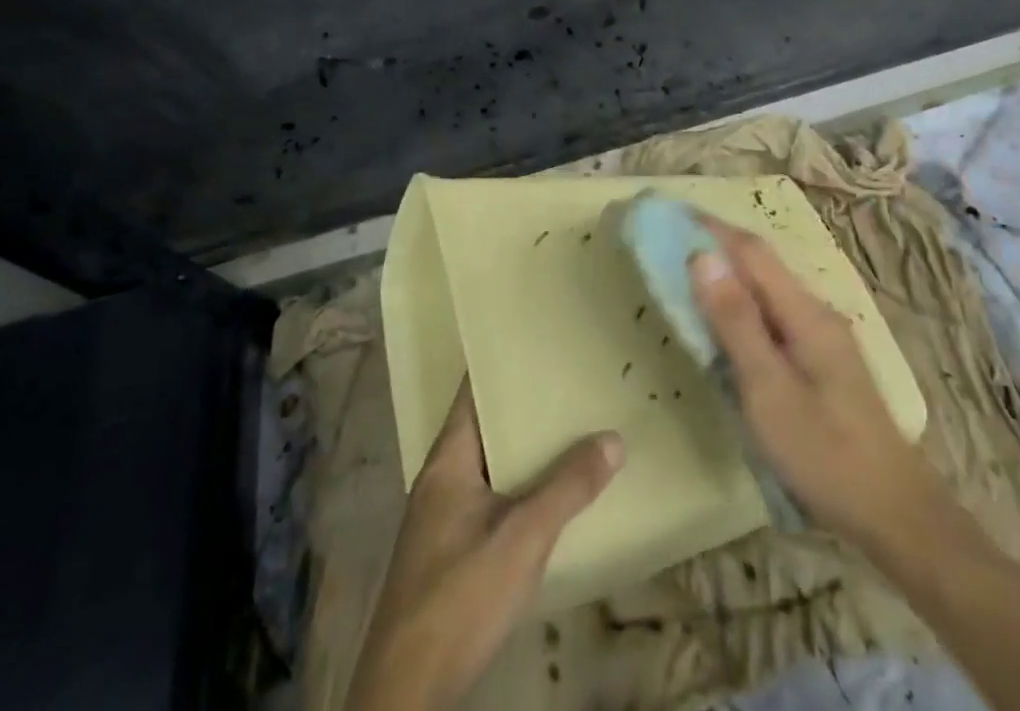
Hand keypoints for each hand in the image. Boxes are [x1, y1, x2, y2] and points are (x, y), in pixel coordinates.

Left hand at [345, 378, 623, 710]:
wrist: (406, 690)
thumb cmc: (460, 595)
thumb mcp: (522, 538)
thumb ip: (567, 487)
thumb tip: (613, 437)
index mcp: (447, 460)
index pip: (472, 391)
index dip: (502, 364)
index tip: (538, 343)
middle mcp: (439, 479)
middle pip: (483, 426)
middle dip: (522, 407)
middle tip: (568, 384)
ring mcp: (440, 518)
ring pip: (487, 465)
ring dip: (521, 450)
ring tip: (567, 430)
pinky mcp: (447, 553)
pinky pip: (487, 498)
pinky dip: (515, 485)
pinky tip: (545, 496)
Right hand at [690, 218, 944, 552]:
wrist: (895, 514)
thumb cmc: (825, 453)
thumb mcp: (769, 390)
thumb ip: (736, 322)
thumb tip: (702, 256)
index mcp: (805, 312)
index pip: (751, 251)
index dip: (710, 228)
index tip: (670, 214)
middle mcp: (816, 312)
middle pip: (760, 264)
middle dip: (716, 246)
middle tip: (669, 242)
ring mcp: (822, 336)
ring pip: (767, 289)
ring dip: (727, 275)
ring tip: (686, 273)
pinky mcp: (821, 359)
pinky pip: (773, 314)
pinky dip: (741, 304)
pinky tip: (724, 321)